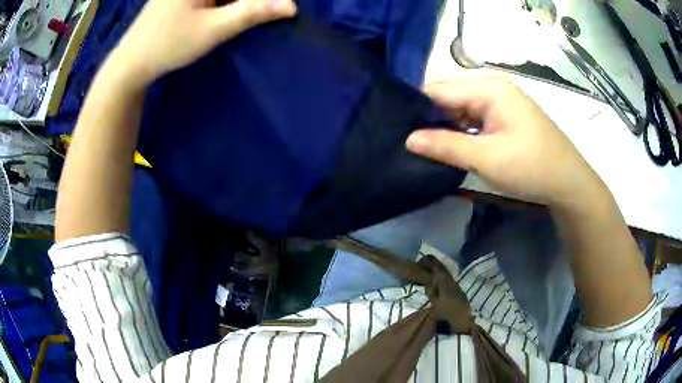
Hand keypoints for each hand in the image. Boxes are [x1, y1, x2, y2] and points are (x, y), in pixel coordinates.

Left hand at [112, 0, 296, 85]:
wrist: (131, 63)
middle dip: (247, 1)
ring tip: (227, 22)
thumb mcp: (213, 29)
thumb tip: (292, 5)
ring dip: (235, 2)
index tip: (281, 6)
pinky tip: (221, 14)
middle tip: (264, 12)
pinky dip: (222, 2)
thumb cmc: (169, 45)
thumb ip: (252, 12)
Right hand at [406, 73, 606, 206]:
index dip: (417, 108)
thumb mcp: (486, 158)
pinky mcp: (505, 111)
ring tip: (426, 143)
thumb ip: (446, 146)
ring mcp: (500, 97)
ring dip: (446, 122)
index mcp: (488, 87)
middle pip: (449, 93)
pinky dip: (461, 126)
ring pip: (460, 104)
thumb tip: (408, 139)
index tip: (399, 130)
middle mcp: (492, 84)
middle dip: (430, 115)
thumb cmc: (530, 167)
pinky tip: (452, 141)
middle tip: (411, 140)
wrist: (567, 181)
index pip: (439, 89)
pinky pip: (474, 112)